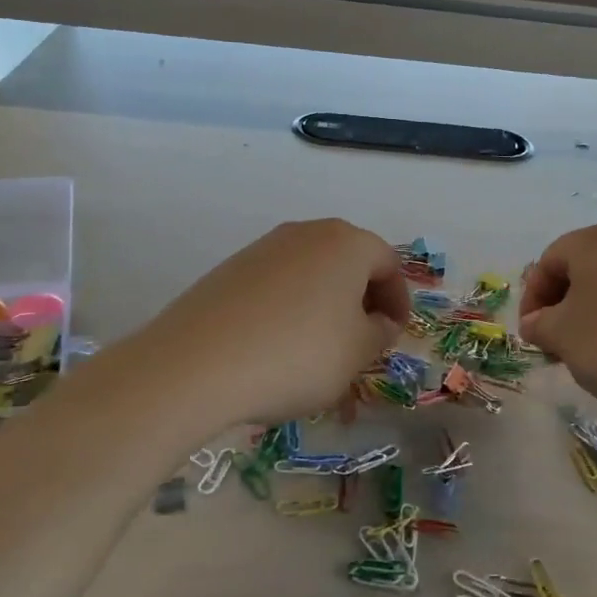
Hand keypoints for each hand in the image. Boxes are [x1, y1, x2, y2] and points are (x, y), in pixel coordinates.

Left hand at [131, 219, 410, 427]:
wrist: (198, 364)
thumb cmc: (298, 355)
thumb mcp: (357, 353)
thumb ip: (380, 333)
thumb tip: (378, 322)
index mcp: (347, 242)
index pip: (389, 263)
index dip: (398, 301)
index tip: (393, 336)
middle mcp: (306, 233)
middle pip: (349, 262)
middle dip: (362, 301)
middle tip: (362, 343)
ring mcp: (263, 248)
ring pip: (311, 275)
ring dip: (325, 307)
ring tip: (320, 352)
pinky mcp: (230, 270)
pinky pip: (277, 286)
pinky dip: (290, 310)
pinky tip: (278, 348)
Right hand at [520, 222, 596, 412]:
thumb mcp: (562, 337)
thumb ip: (539, 326)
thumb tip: (537, 323)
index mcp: (592, 241)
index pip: (547, 263)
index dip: (532, 301)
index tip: (532, 336)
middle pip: (581, 271)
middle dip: (564, 308)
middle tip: (559, 345)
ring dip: (596, 315)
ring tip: (596, 354)